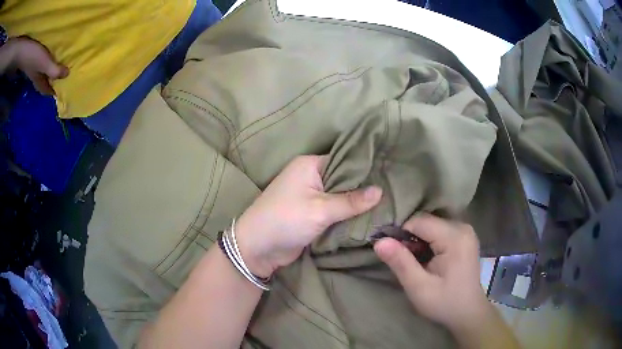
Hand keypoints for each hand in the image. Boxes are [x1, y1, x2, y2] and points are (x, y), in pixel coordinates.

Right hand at [5, 37, 68, 94]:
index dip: (54, 92)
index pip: (47, 91)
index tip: (63, 91)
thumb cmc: (34, 58)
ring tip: (61, 68)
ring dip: (51, 73)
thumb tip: (67, 75)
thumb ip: (54, 70)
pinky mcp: (34, 61)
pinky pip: (42, 65)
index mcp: (39, 82)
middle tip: (64, 79)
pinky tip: (52, 58)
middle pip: (45, 84)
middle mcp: (36, 78)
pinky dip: (48, 65)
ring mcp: (34, 70)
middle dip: (53, 83)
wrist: (25, 52)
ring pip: (44, 75)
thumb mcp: (45, 64)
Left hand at [235, 155, 382, 277]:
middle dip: (363, 188)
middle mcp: (311, 177)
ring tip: (388, 204)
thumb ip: (351, 201)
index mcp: (310, 165)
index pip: (344, 160)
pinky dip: (347, 215)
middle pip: (344, 179)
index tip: (389, 174)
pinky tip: (370, 217)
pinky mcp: (312, 214)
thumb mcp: (320, 209)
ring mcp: (311, 196)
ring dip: (356, 204)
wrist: (258, 248)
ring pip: (340, 197)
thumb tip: (380, 191)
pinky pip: (335, 211)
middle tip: (392, 191)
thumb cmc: (286, 220)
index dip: (365, 168)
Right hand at [374, 213, 489, 331]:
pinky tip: (426, 259)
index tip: (391, 254)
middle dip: (410, 238)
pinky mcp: (464, 237)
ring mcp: (465, 231)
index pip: (419, 222)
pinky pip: (439, 231)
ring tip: (415, 263)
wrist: (468, 312)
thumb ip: (400, 263)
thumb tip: (379, 241)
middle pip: (426, 222)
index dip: (401, 234)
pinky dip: (428, 242)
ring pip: (431, 225)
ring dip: (418, 241)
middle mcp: (462, 227)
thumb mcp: (419, 287)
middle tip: (404, 262)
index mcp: (455, 237)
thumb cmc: (444, 302)